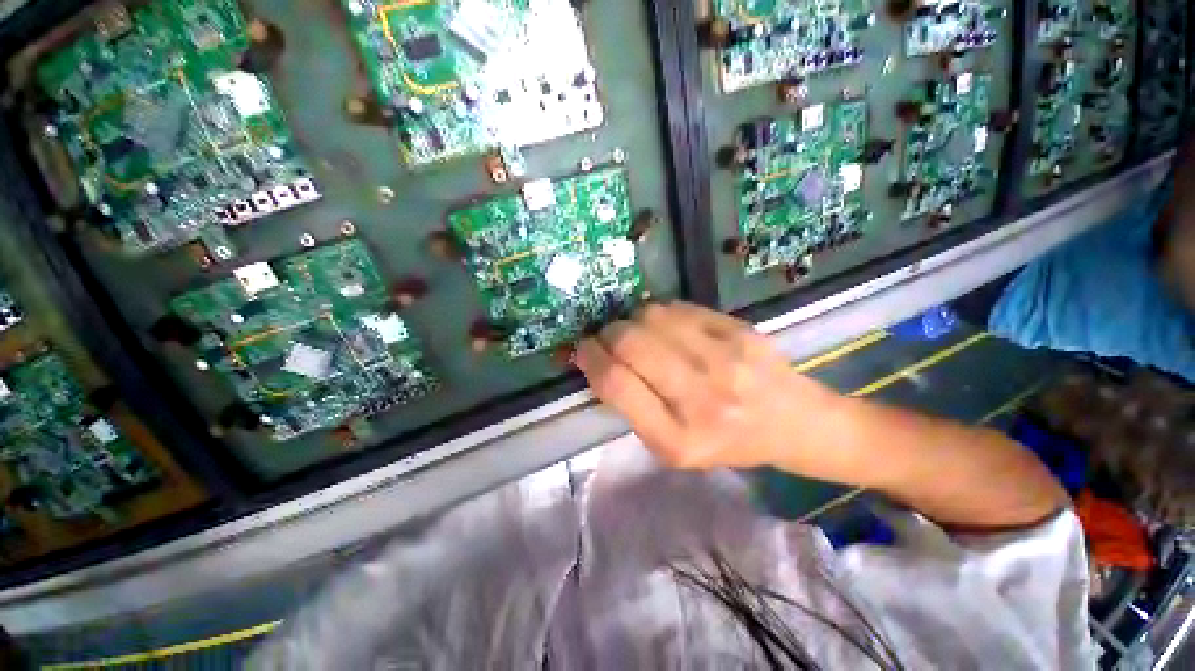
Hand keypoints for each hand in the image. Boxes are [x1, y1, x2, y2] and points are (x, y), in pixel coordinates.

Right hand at [574, 301, 843, 471]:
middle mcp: (701, 396)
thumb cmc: (724, 442)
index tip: (583, 349)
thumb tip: (599, 360)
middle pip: (630, 343)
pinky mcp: (739, 330)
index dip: (590, 358)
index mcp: (678, 438)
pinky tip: (666, 327)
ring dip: (631, 321)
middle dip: (607, 334)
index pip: (616, 384)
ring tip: (637, 333)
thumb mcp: (671, 447)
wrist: (791, 421)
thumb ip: (632, 407)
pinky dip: (660, 314)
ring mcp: (724, 358)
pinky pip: (678, 307)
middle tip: (607, 338)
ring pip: (651, 317)